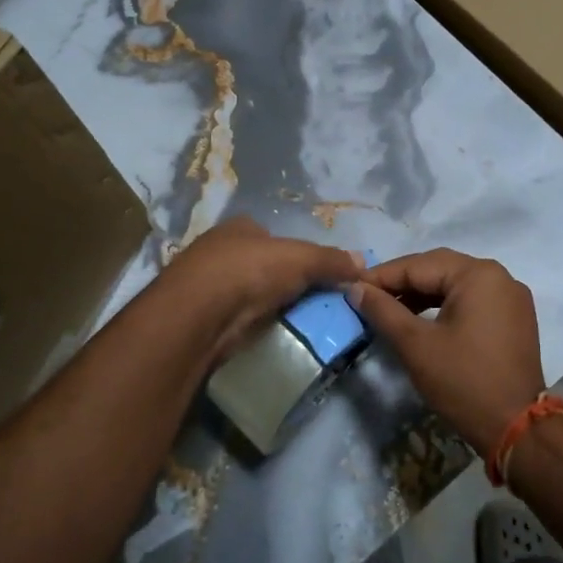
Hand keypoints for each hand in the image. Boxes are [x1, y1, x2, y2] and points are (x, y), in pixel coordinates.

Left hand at [159, 217, 364, 366]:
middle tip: (311, 301)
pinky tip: (268, 334)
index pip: (271, 235)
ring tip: (297, 322)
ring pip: (248, 292)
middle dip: (281, 280)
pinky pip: (238, 318)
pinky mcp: (203, 317)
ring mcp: (208, 285)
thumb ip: (331, 260)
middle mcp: (220, 250)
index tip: (314, 273)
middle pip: (261, 264)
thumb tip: (362, 263)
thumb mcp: (301, 259)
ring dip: (267, 305)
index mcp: (239, 227)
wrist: (200, 314)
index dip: (294, 252)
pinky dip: (252, 324)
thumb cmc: (250, 271)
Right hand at [346, 249, 544, 453]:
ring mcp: (511, 297)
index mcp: (478, 274)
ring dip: (422, 294)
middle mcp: (499, 276)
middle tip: (368, 297)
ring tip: (390, 310)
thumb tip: (356, 288)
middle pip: (439, 269)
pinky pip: (472, 300)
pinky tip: (422, 321)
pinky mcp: (514, 318)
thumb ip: (383, 310)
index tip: (351, 286)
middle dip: (402, 282)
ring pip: (455, 284)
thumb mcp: (415, 345)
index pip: (419, 265)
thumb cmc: (463, 381)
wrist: (516, 428)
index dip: (381, 276)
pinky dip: (444, 306)